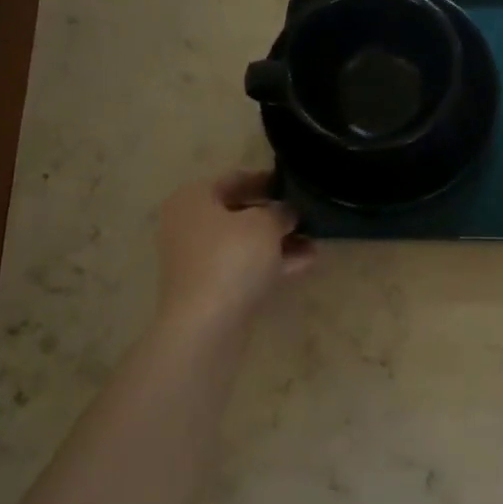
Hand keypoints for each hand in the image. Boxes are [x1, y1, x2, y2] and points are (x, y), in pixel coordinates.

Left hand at [154, 171, 313, 332]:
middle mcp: (188, 225)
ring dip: (278, 241)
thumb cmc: (231, 259)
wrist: (206, 324)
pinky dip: (271, 263)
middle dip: (275, 215)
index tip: (296, 185)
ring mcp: (197, 259)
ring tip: (314, 241)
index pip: (235, 178)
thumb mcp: (265, 224)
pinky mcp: (209, 288)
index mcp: (193, 199)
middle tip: (307, 215)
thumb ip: (280, 211)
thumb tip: (287, 212)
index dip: (268, 180)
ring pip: (244, 242)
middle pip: (239, 212)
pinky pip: (244, 266)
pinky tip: (304, 263)